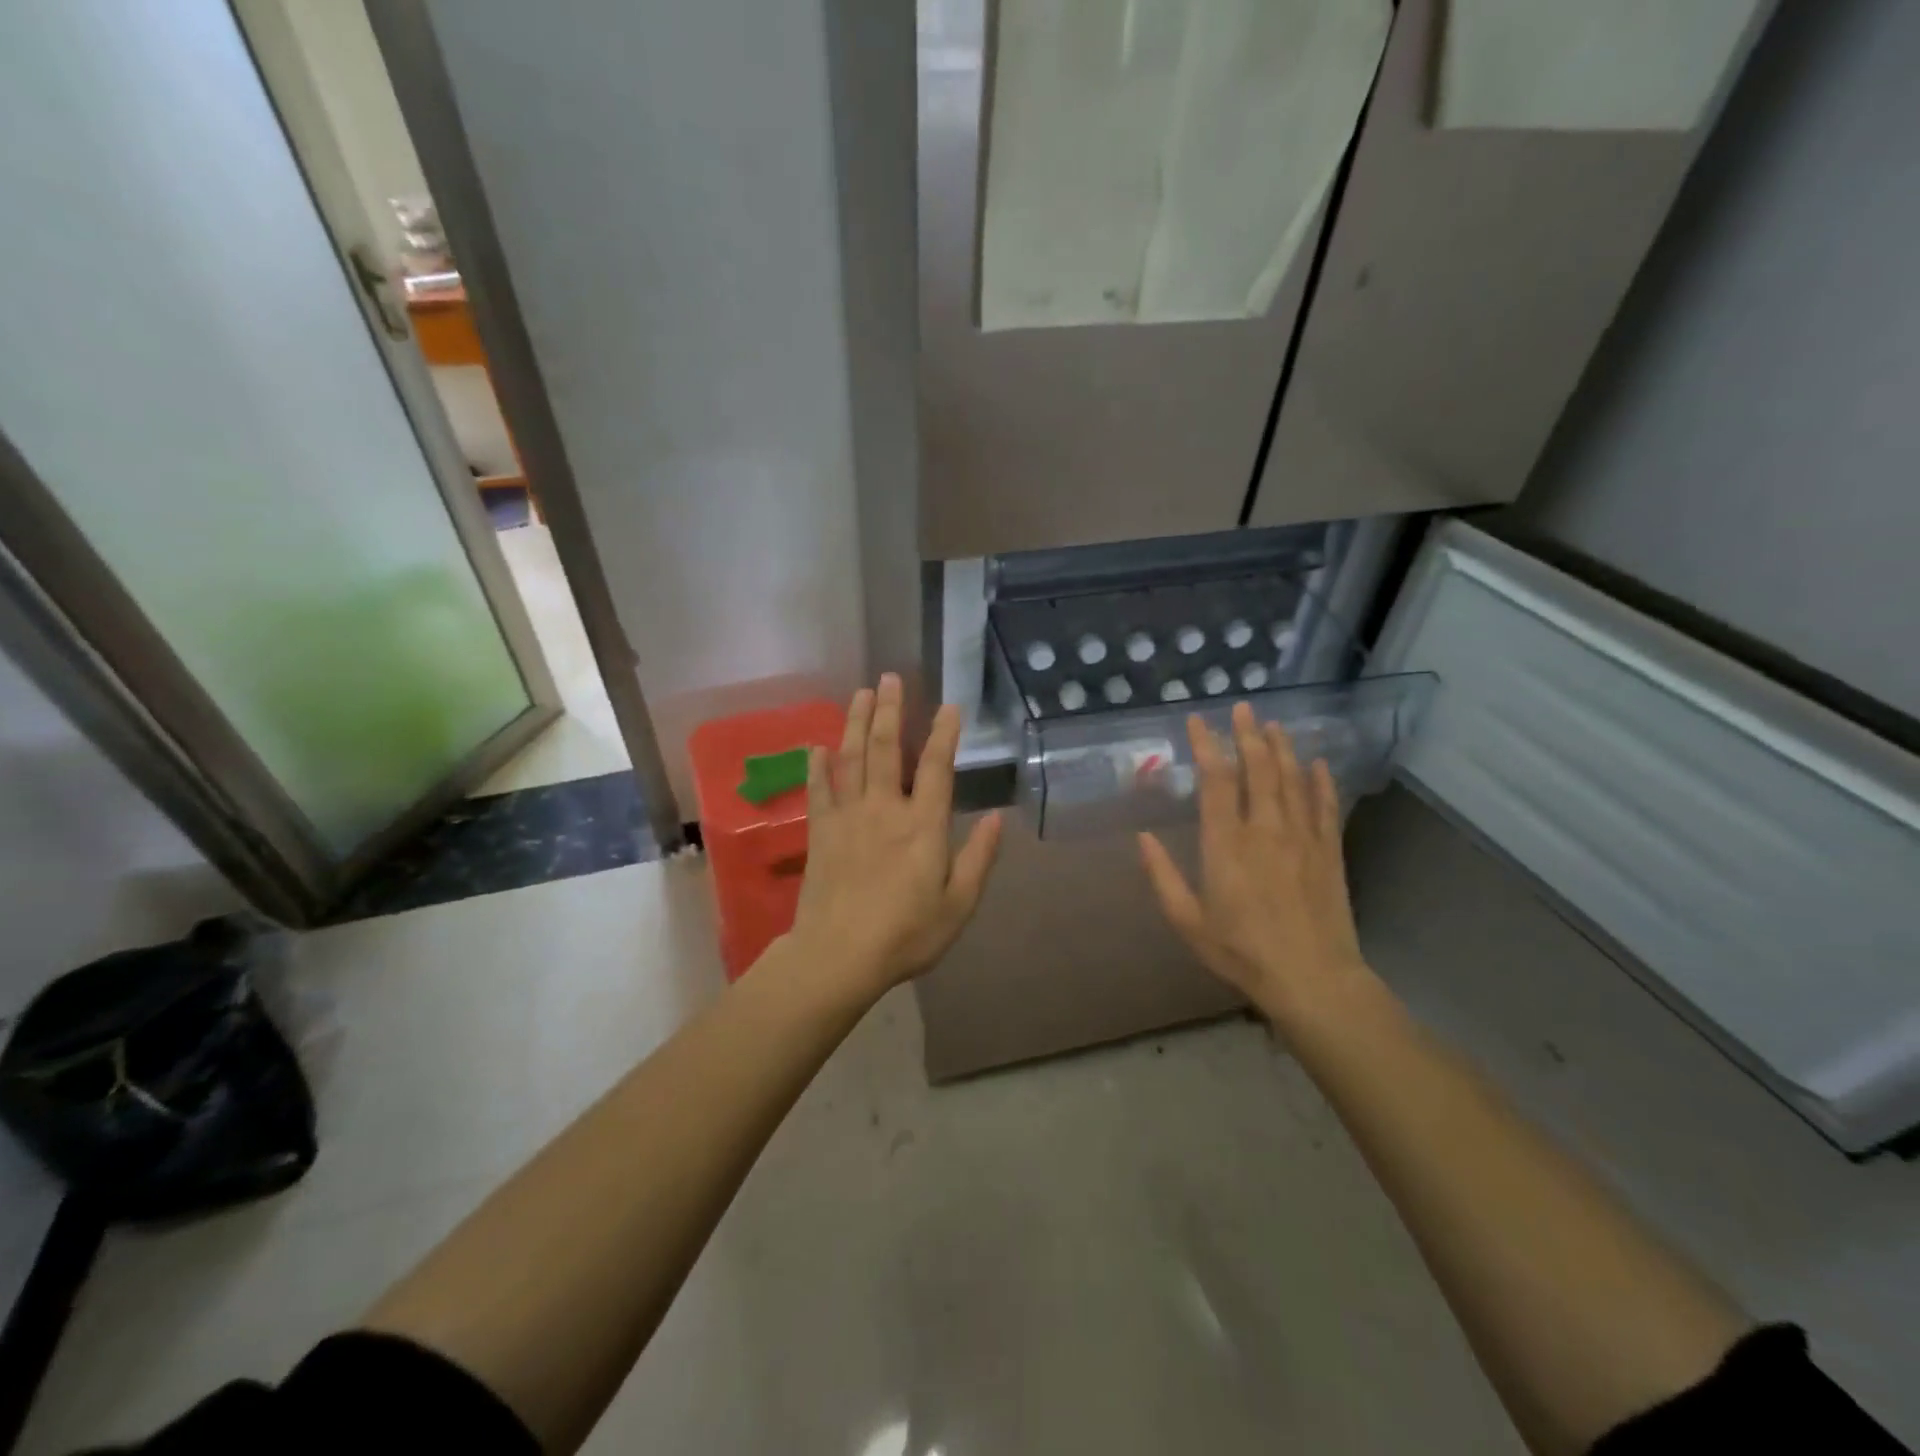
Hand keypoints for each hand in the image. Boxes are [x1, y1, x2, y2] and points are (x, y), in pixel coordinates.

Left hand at [788, 674, 1002, 995]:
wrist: (839, 957)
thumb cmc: (906, 935)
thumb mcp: (958, 906)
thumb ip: (978, 858)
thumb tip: (998, 817)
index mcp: (923, 827)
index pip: (937, 768)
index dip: (945, 734)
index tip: (950, 706)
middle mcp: (885, 810)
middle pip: (887, 749)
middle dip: (890, 710)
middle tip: (889, 678)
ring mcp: (848, 817)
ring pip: (851, 759)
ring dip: (856, 723)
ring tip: (860, 693)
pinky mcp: (820, 832)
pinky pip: (818, 790)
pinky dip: (816, 766)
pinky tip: (817, 746)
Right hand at [1138, 702, 1381, 1032]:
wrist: (1313, 979)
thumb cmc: (1242, 951)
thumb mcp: (1188, 921)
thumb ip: (1163, 876)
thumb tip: (1142, 837)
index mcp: (1226, 844)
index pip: (1215, 781)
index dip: (1206, 746)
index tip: (1197, 721)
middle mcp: (1265, 830)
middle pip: (1258, 769)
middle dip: (1248, 735)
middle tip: (1242, 708)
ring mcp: (1302, 837)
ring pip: (1292, 779)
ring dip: (1282, 747)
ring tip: (1274, 724)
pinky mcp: (1329, 850)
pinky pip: (1325, 805)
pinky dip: (1320, 780)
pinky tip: (1317, 762)